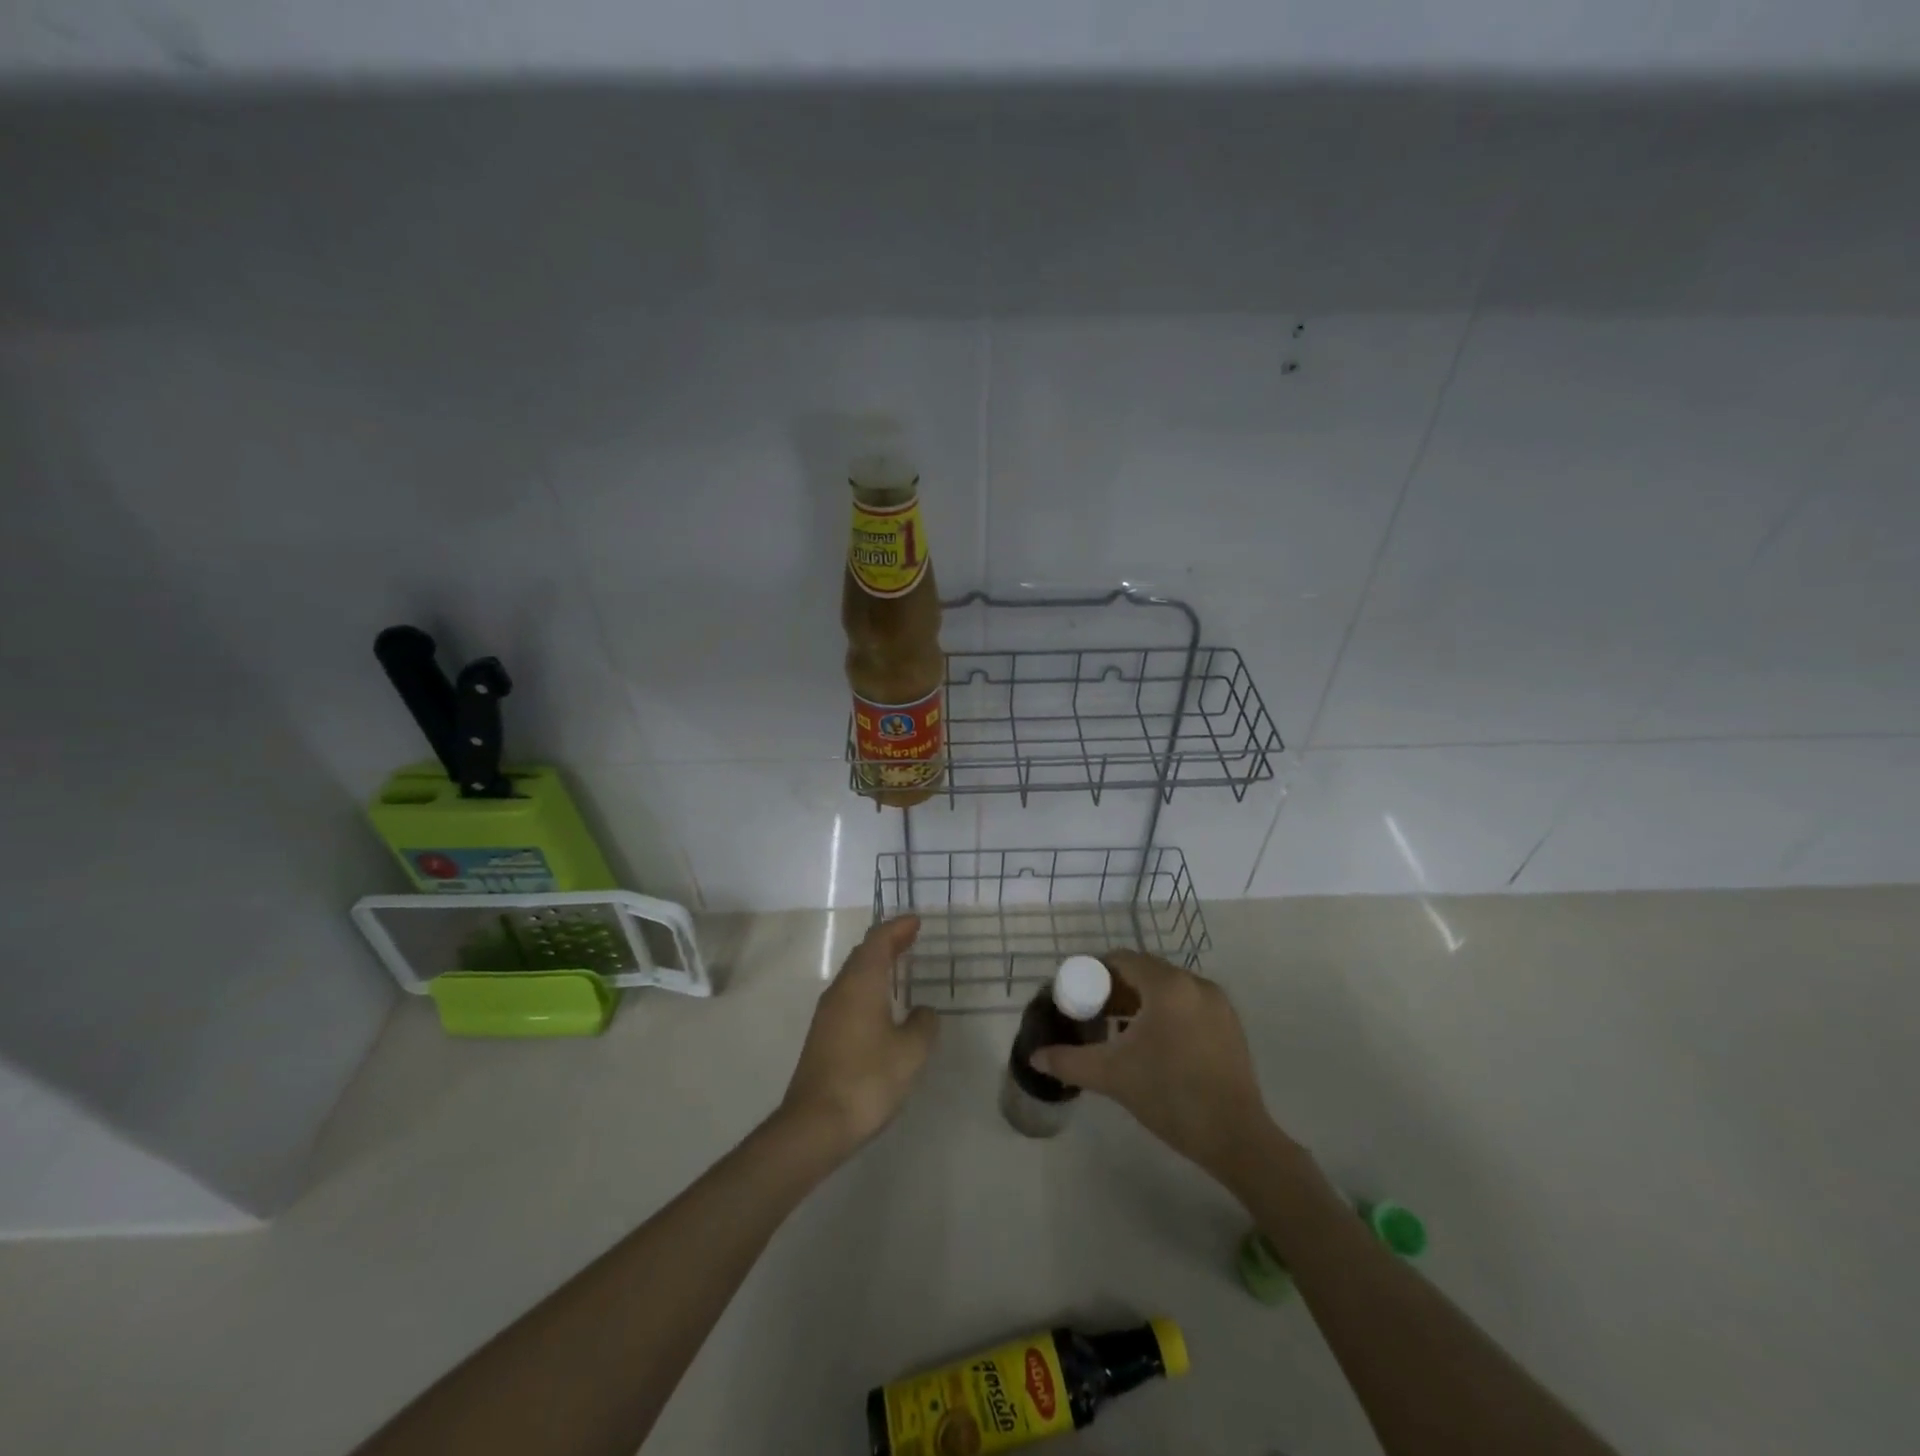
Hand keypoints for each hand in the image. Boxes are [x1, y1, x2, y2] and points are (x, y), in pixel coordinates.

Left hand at [779, 916, 938, 1151]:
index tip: (916, 921)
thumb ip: (923, 1024)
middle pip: (863, 954)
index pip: (878, 941)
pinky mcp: (823, 1036)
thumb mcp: (911, 1051)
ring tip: (899, 966)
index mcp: (861, 983)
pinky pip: (849, 996)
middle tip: (911, 938)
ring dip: (876, 965)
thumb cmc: (868, 1079)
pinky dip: (868, 987)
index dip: (897, 928)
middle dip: (887, 943)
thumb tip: (922, 1012)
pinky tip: (881, 1005)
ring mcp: (827, 1014)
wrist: (815, 1124)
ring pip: (854, 975)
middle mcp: (840, 991)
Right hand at [1030, 950, 1277, 1182]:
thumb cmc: (1170, 1096)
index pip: (1122, 959)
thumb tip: (1035, 1056)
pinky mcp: (1229, 1025)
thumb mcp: (1112, 1076)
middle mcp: (1195, 983)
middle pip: (1145, 972)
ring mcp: (1217, 1003)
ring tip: (1117, 1033)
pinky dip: (1164, 1013)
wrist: (1236, 1139)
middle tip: (1092, 1015)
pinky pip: (1187, 1004)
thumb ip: (1069, 1061)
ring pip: (1167, 989)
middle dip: (1115, 989)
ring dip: (1139, 1002)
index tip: (1076, 996)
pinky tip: (1152, 1046)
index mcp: (1168, 986)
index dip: (1094, 973)